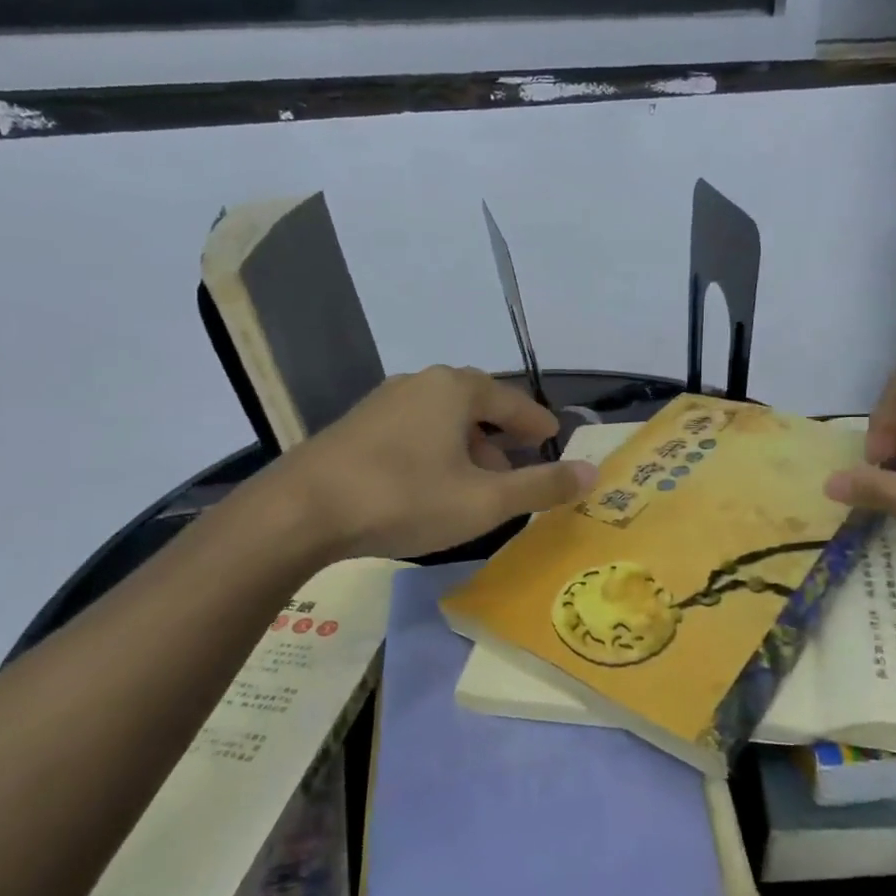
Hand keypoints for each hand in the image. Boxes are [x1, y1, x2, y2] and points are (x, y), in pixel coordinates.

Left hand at [255, 366, 598, 560]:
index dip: (537, 423)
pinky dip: (434, 452)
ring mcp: (383, 403)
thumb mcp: (485, 501)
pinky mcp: (356, 427)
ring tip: (476, 485)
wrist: (301, 511)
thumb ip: (542, 486)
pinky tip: (429, 486)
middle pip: (476, 406)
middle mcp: (420, 384)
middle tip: (517, 469)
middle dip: (501, 438)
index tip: (553, 439)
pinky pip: (412, 432)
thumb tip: (594, 473)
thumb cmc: (405, 498)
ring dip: (467, 448)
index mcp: (456, 389)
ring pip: (442, 420)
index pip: (513, 402)